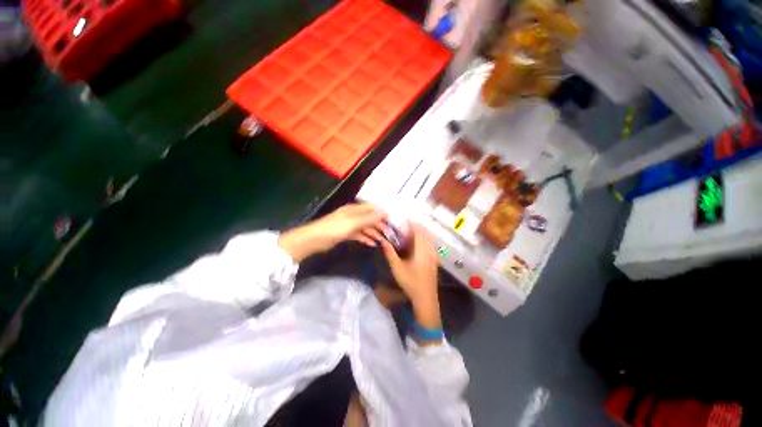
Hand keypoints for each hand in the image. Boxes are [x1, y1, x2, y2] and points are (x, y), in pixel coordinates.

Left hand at [278, 203, 386, 261]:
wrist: (315, 239)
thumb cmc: (335, 228)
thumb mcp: (354, 223)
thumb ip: (369, 218)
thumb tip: (384, 212)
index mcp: (354, 209)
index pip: (372, 208)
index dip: (382, 213)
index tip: (392, 221)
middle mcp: (353, 215)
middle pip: (369, 218)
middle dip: (379, 225)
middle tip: (389, 234)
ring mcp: (349, 224)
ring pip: (365, 227)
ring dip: (374, 233)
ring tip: (383, 240)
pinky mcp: (345, 233)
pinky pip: (359, 234)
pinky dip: (365, 238)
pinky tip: (372, 244)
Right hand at [381, 224, 441, 333]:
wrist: (425, 298)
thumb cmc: (410, 282)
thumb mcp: (397, 268)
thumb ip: (390, 253)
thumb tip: (383, 241)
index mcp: (421, 251)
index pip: (419, 232)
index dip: (413, 224)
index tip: (405, 219)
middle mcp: (430, 251)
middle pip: (425, 234)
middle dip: (416, 227)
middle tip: (406, 226)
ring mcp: (434, 256)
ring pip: (429, 239)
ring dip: (421, 234)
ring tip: (410, 233)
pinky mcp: (435, 260)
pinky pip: (430, 245)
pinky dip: (424, 241)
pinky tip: (417, 245)